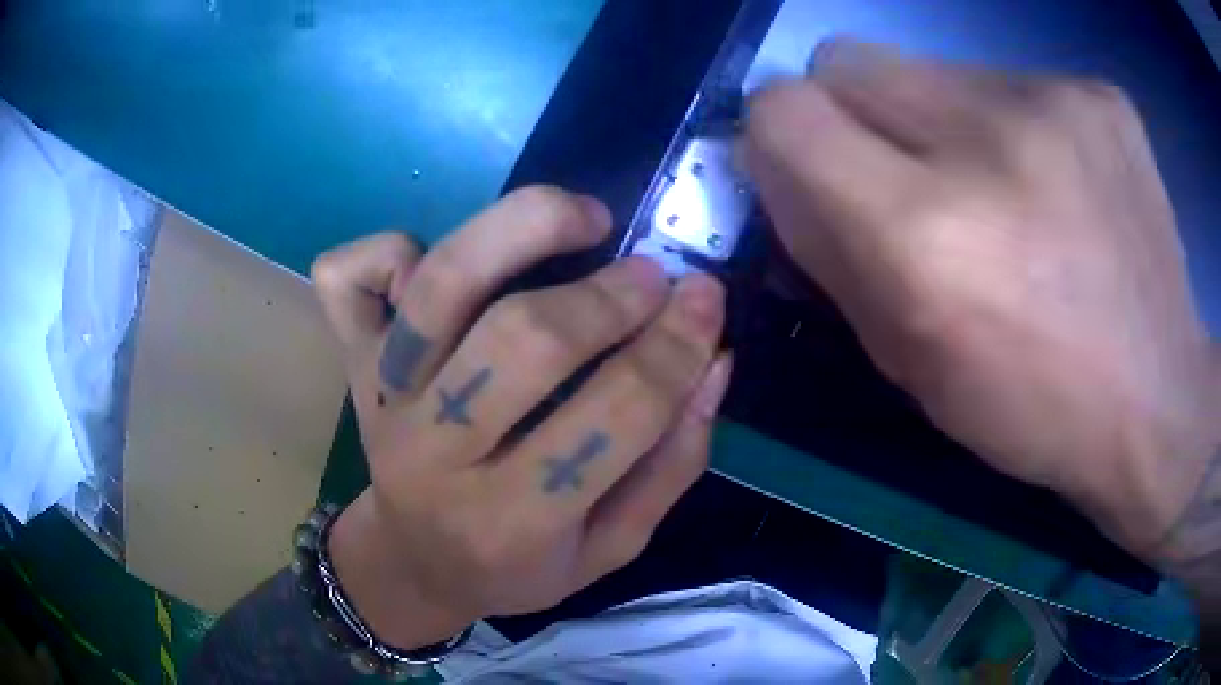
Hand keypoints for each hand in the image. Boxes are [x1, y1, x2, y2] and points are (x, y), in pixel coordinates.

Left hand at [309, 186, 730, 648]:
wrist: (413, 563)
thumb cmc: (517, 567)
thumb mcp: (610, 549)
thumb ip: (670, 466)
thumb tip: (713, 363)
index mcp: (514, 521)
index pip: (612, 418)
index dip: (673, 348)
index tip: (707, 297)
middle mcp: (437, 455)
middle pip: (520, 341)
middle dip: (606, 297)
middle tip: (651, 276)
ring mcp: (382, 399)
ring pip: (439, 287)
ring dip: (521, 231)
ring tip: (584, 218)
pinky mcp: (351, 362)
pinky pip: (347, 279)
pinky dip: (388, 244)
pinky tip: (438, 255)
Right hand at [744, 39, 1218, 563]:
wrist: (1158, 400)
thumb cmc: (1032, 407)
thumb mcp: (909, 362)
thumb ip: (828, 252)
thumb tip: (777, 170)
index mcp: (925, 234)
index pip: (784, 111)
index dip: (779, 135)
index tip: (809, 169)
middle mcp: (985, 142)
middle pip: (845, 60)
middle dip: (851, 114)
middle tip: (905, 176)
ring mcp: (1054, 101)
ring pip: (929, 65)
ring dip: (937, 120)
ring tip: (999, 190)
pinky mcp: (1097, 92)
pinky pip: (1008, 78)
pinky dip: (1009, 124)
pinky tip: (1055, 185)